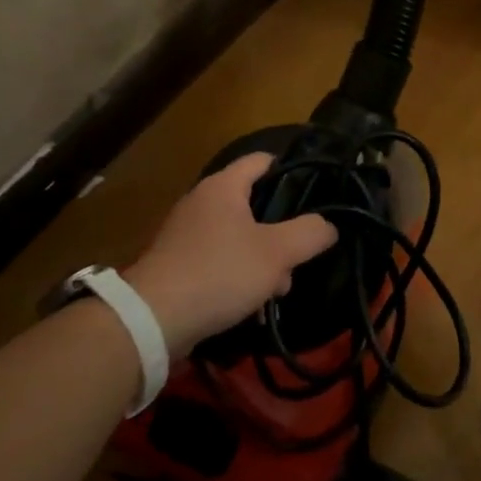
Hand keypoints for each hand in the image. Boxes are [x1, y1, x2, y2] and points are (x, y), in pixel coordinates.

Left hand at [122, 153, 337, 358]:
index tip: (317, 190)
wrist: (152, 319)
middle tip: (300, 255)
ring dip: (263, 259)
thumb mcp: (277, 253)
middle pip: (254, 203)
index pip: (262, 160)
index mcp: (223, 186)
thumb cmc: (220, 272)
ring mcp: (186, 233)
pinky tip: (251, 303)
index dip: (292, 169)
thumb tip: (328, 225)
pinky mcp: (177, 263)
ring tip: (278, 289)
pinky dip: (239, 274)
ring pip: (239, 236)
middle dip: (282, 231)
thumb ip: (310, 233)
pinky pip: (219, 259)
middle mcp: (201, 201)